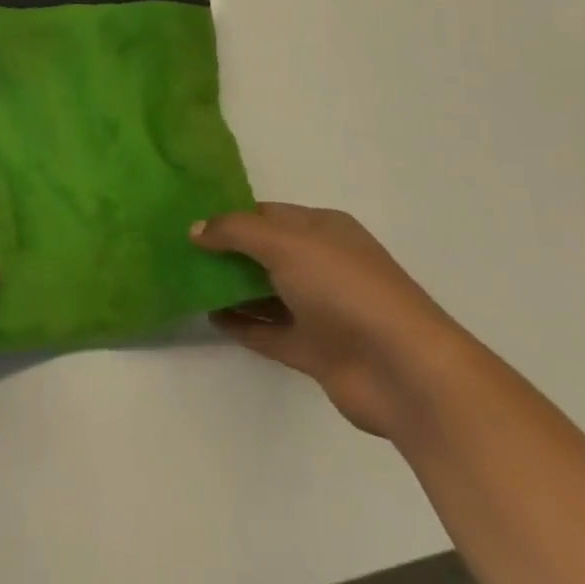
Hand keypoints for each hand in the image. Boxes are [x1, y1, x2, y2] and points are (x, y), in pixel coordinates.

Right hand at [191, 203, 477, 438]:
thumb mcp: (284, 242)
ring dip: (231, 288)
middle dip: (227, 251)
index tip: (191, 219)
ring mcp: (320, 309)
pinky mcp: (315, 350)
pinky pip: (270, 331)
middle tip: (181, 250)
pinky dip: (243, 324)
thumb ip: (235, 231)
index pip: (268, 213)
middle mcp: (322, 264)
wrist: (403, 370)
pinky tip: (210, 317)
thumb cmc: (344, 287)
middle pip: (265, 252)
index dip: (231, 215)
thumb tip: (195, 229)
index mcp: (323, 229)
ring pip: (266, 292)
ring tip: (187, 282)